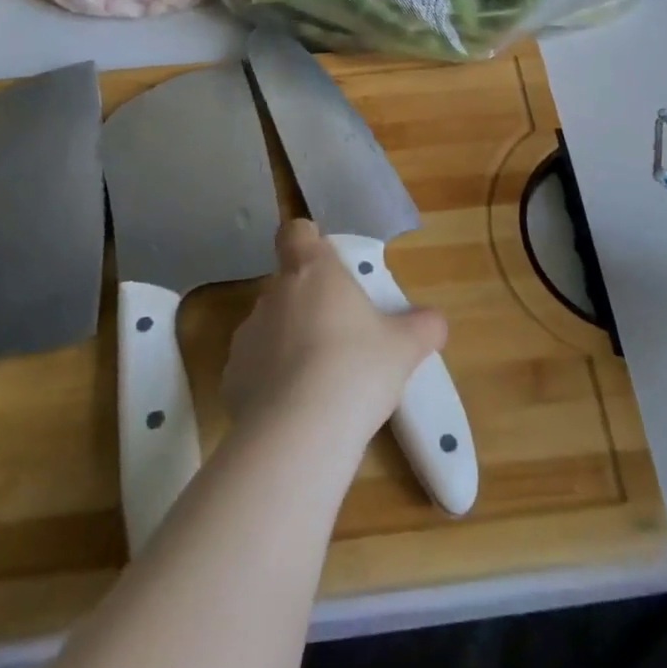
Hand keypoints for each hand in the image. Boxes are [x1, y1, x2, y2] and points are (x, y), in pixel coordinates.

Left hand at [224, 218, 447, 442]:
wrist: (299, 434)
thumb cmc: (357, 369)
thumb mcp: (404, 347)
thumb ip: (423, 326)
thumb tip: (435, 321)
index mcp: (313, 271)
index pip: (296, 233)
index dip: (306, 241)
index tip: (324, 261)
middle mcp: (274, 294)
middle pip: (287, 283)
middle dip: (308, 303)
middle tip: (340, 333)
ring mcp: (247, 335)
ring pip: (269, 326)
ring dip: (288, 342)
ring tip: (318, 379)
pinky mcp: (230, 378)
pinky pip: (254, 368)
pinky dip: (269, 381)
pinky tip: (294, 409)